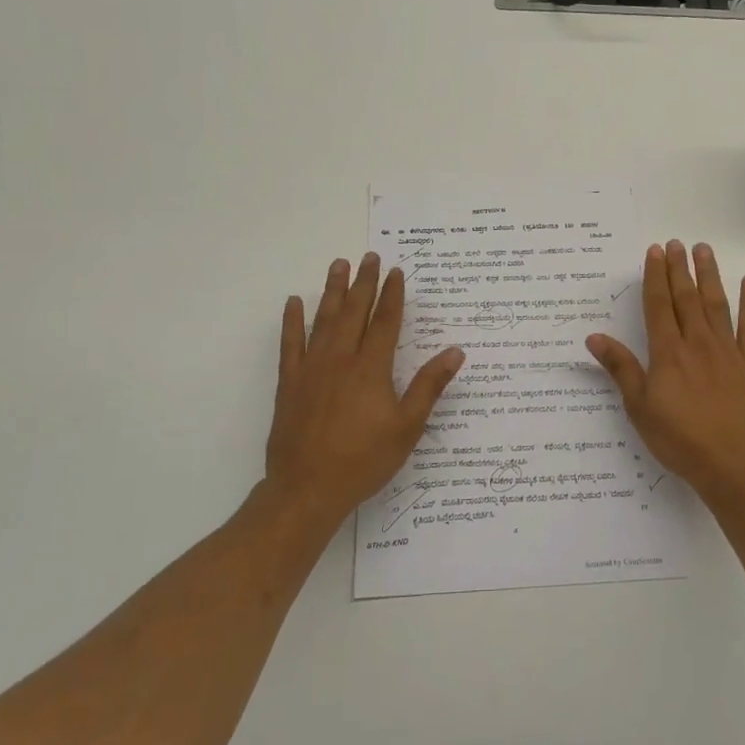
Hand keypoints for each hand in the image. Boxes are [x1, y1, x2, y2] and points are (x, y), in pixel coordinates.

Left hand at [264, 254, 464, 526]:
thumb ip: (429, 386)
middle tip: (369, 256)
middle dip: (364, 282)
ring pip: (324, 319)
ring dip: (333, 291)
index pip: (385, 321)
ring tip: (339, 265)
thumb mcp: (407, 427)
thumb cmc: (364, 459)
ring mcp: (311, 368)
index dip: (392, 295)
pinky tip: (294, 302)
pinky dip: (292, 321)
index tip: (396, 272)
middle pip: (354, 311)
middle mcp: (341, 359)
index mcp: (371, 368)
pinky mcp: (289, 382)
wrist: (308, 488)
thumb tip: (455, 351)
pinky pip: (290, 343)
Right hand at [586, 240, 744, 502]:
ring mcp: (727, 351)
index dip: (655, 276)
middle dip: (679, 268)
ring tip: (704, 250)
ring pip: (716, 304)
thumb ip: (620, 368)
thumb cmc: (679, 439)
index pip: (659, 305)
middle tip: (676, 242)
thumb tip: (594, 337)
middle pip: (686, 298)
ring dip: (709, 275)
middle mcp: (697, 343)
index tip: (654, 252)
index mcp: (668, 352)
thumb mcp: (640, 406)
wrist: (732, 465)